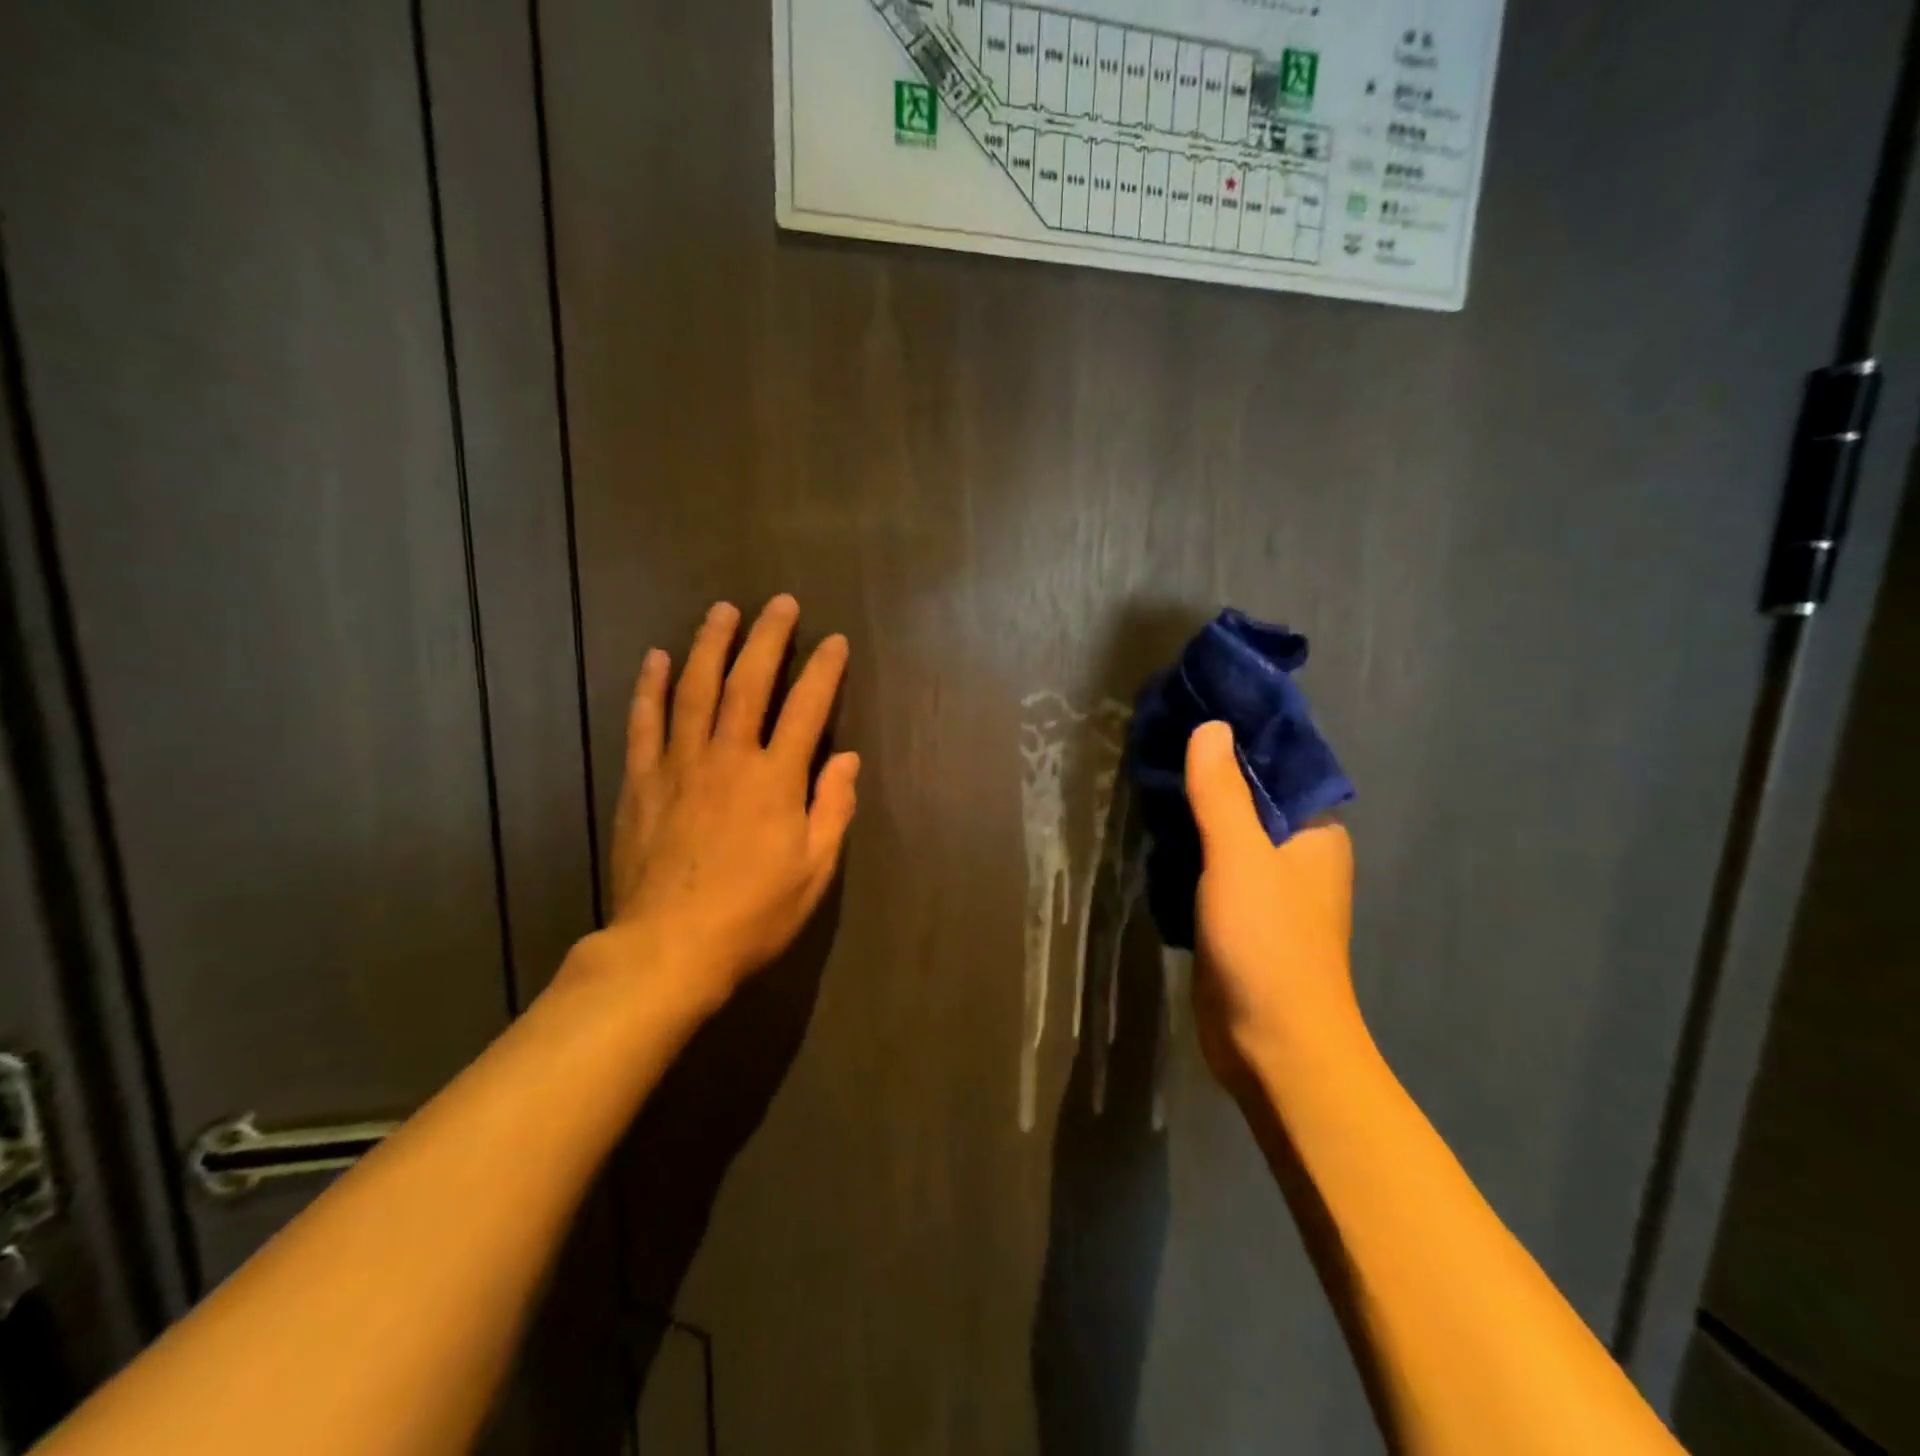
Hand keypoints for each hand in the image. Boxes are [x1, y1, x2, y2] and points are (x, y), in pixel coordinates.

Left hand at [598, 595, 858, 1011]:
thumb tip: (847, 758)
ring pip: (694, 690)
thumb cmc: (753, 914)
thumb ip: (833, 808)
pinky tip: (656, 658)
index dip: (823, 671)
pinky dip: (651, 687)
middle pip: (748, 683)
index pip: (806, 709)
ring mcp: (679, 765)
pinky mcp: (641, 782)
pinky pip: (645, 723)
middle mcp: (728, 758)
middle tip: (780, 603)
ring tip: (722, 610)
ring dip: (710, 645)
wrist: (668, 948)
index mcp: (775, 780)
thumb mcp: (814, 870)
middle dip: (768, 638)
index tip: (834, 642)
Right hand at [1185, 721, 1357, 1090]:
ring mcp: (1267, 892)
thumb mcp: (1240, 856)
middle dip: (1209, 777)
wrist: (1273, 1044)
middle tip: (1158, 746)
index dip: (1240, 741)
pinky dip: (1188, 851)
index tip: (1194, 715)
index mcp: (1316, 834)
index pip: (1279, 770)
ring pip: (1228, 838)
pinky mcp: (1239, 919)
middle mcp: (1298, 858)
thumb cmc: (1268, 942)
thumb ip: (1222, 792)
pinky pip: (1211, 870)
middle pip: (1250, 802)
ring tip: (1148, 780)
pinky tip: (1155, 834)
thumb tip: (1212, 726)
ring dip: (1195, 815)